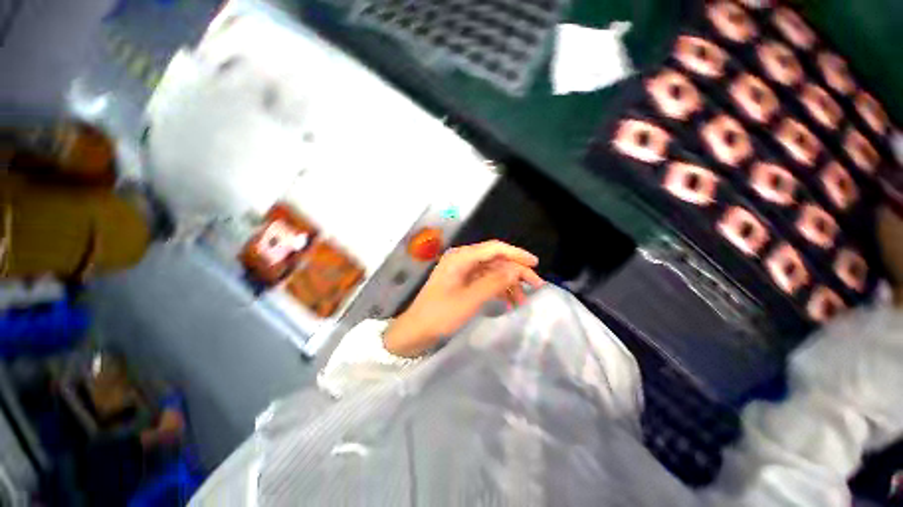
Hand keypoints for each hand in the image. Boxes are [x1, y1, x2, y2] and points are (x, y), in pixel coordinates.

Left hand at [383, 241, 544, 356]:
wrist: (416, 330)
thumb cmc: (440, 314)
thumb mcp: (470, 299)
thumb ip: (494, 282)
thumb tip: (517, 269)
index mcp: (461, 257)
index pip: (495, 248)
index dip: (516, 254)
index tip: (535, 264)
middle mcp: (462, 259)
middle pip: (495, 259)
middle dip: (516, 271)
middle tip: (536, 285)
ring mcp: (462, 271)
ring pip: (492, 271)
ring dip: (508, 283)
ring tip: (523, 300)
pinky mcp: (462, 282)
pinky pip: (484, 281)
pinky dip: (497, 289)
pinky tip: (508, 301)